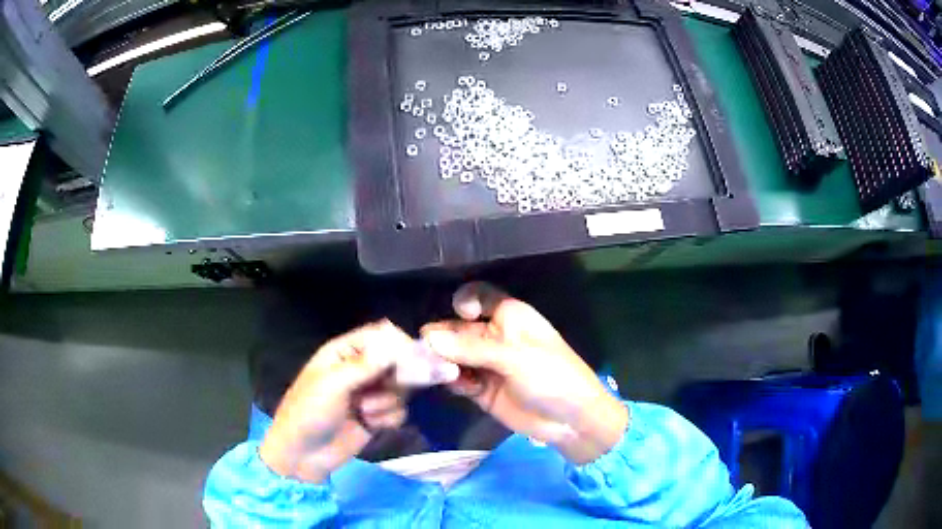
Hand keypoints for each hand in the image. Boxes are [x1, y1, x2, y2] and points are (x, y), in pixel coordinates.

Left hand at [259, 320, 436, 482]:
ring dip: (387, 402)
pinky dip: (388, 418)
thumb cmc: (309, 412)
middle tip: (391, 387)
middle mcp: (360, 370)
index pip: (380, 336)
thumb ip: (366, 365)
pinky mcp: (377, 418)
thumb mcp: (333, 384)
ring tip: (365, 412)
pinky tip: (371, 425)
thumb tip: (397, 345)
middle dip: (397, 377)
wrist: (303, 454)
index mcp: (344, 353)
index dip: (399, 343)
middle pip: (396, 362)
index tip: (414, 358)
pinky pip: (399, 411)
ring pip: (400, 389)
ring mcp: (370, 395)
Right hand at [421, 283, 628, 464]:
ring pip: (453, 355)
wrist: (570, 420)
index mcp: (508, 317)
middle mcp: (493, 336)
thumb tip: (428, 337)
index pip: (479, 296)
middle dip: (442, 338)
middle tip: (426, 352)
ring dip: (443, 362)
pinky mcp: (480, 388)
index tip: (459, 314)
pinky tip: (456, 386)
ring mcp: (486, 364)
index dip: (465, 300)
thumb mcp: (514, 357)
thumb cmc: (551, 376)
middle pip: (457, 329)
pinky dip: (452, 381)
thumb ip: (471, 348)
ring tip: (439, 372)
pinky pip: (457, 379)